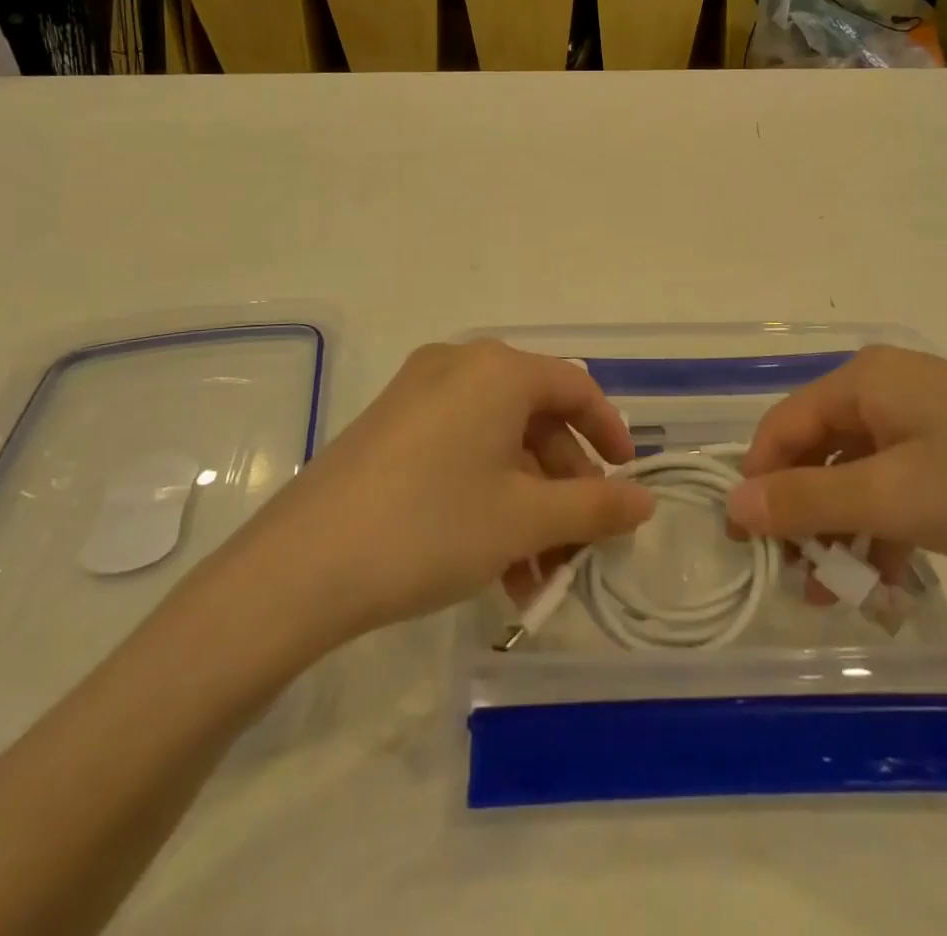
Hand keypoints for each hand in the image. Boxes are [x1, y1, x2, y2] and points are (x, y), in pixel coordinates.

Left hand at [213, 341, 654, 652]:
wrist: (301, 567)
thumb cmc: (432, 526)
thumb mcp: (524, 520)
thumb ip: (594, 506)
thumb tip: (645, 502)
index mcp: (498, 369)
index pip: (576, 387)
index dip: (609, 433)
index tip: (627, 480)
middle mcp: (459, 367)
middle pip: (535, 420)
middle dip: (564, 488)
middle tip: (578, 547)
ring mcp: (417, 396)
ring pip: (497, 445)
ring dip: (527, 507)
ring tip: (536, 579)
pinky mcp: (388, 429)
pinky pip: (459, 453)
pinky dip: (487, 500)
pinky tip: (495, 567)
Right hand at [726, 346, 946, 579]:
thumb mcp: (892, 498)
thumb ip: (805, 501)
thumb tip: (731, 506)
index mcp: (863, 380)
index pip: (782, 427)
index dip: (759, 484)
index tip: (748, 549)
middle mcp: (888, 387)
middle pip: (819, 450)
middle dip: (805, 516)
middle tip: (802, 582)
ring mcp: (928, 417)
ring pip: (859, 473)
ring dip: (844, 530)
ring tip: (842, 594)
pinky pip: (900, 483)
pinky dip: (885, 526)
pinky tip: (889, 576)